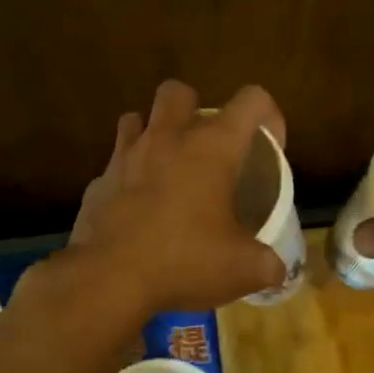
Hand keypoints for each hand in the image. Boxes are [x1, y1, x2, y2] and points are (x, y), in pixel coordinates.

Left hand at [65, 80, 288, 314]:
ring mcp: (125, 158)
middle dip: (194, 108)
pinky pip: (114, 166)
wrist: (109, 280)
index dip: (268, 115)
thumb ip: (268, 264)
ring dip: (152, 133)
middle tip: (205, 147)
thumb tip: (276, 270)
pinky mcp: (97, 183)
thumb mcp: (243, 270)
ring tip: (166, 166)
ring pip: (135, 119)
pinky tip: (136, 208)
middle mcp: (166, 139)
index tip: (270, 146)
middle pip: (178, 91)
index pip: (251, 101)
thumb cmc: (184, 262)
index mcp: (211, 149)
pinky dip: (127, 178)